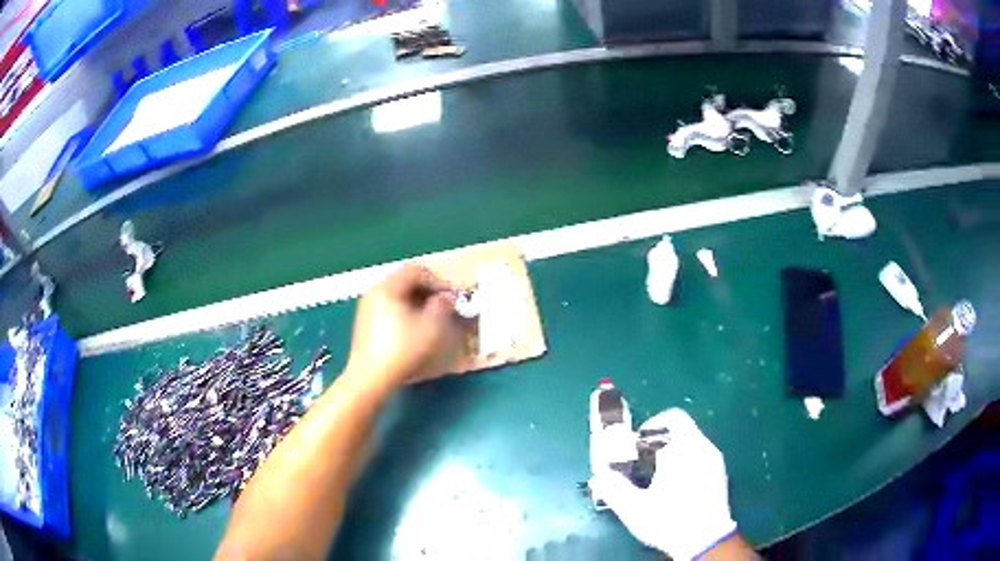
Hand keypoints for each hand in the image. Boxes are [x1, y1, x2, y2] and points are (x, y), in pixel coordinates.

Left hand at [344, 264, 462, 388]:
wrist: (370, 378)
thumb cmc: (402, 349)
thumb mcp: (431, 327)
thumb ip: (442, 306)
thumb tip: (446, 297)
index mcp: (388, 287)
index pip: (415, 270)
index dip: (437, 280)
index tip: (451, 296)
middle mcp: (374, 292)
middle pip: (404, 281)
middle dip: (427, 291)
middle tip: (444, 306)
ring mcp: (366, 308)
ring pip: (396, 295)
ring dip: (416, 302)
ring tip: (431, 318)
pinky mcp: (365, 323)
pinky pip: (388, 307)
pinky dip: (404, 312)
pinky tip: (413, 329)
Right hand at [589, 408, 737, 559]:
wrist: (706, 540)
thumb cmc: (669, 520)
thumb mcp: (634, 508)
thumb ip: (613, 489)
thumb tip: (599, 476)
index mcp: (683, 448)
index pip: (672, 418)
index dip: (652, 425)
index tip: (637, 445)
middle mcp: (702, 447)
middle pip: (681, 429)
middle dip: (659, 442)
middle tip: (642, 462)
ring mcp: (714, 460)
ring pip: (691, 443)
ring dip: (673, 452)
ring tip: (657, 476)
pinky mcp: (720, 473)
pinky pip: (700, 456)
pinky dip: (686, 461)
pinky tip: (675, 486)